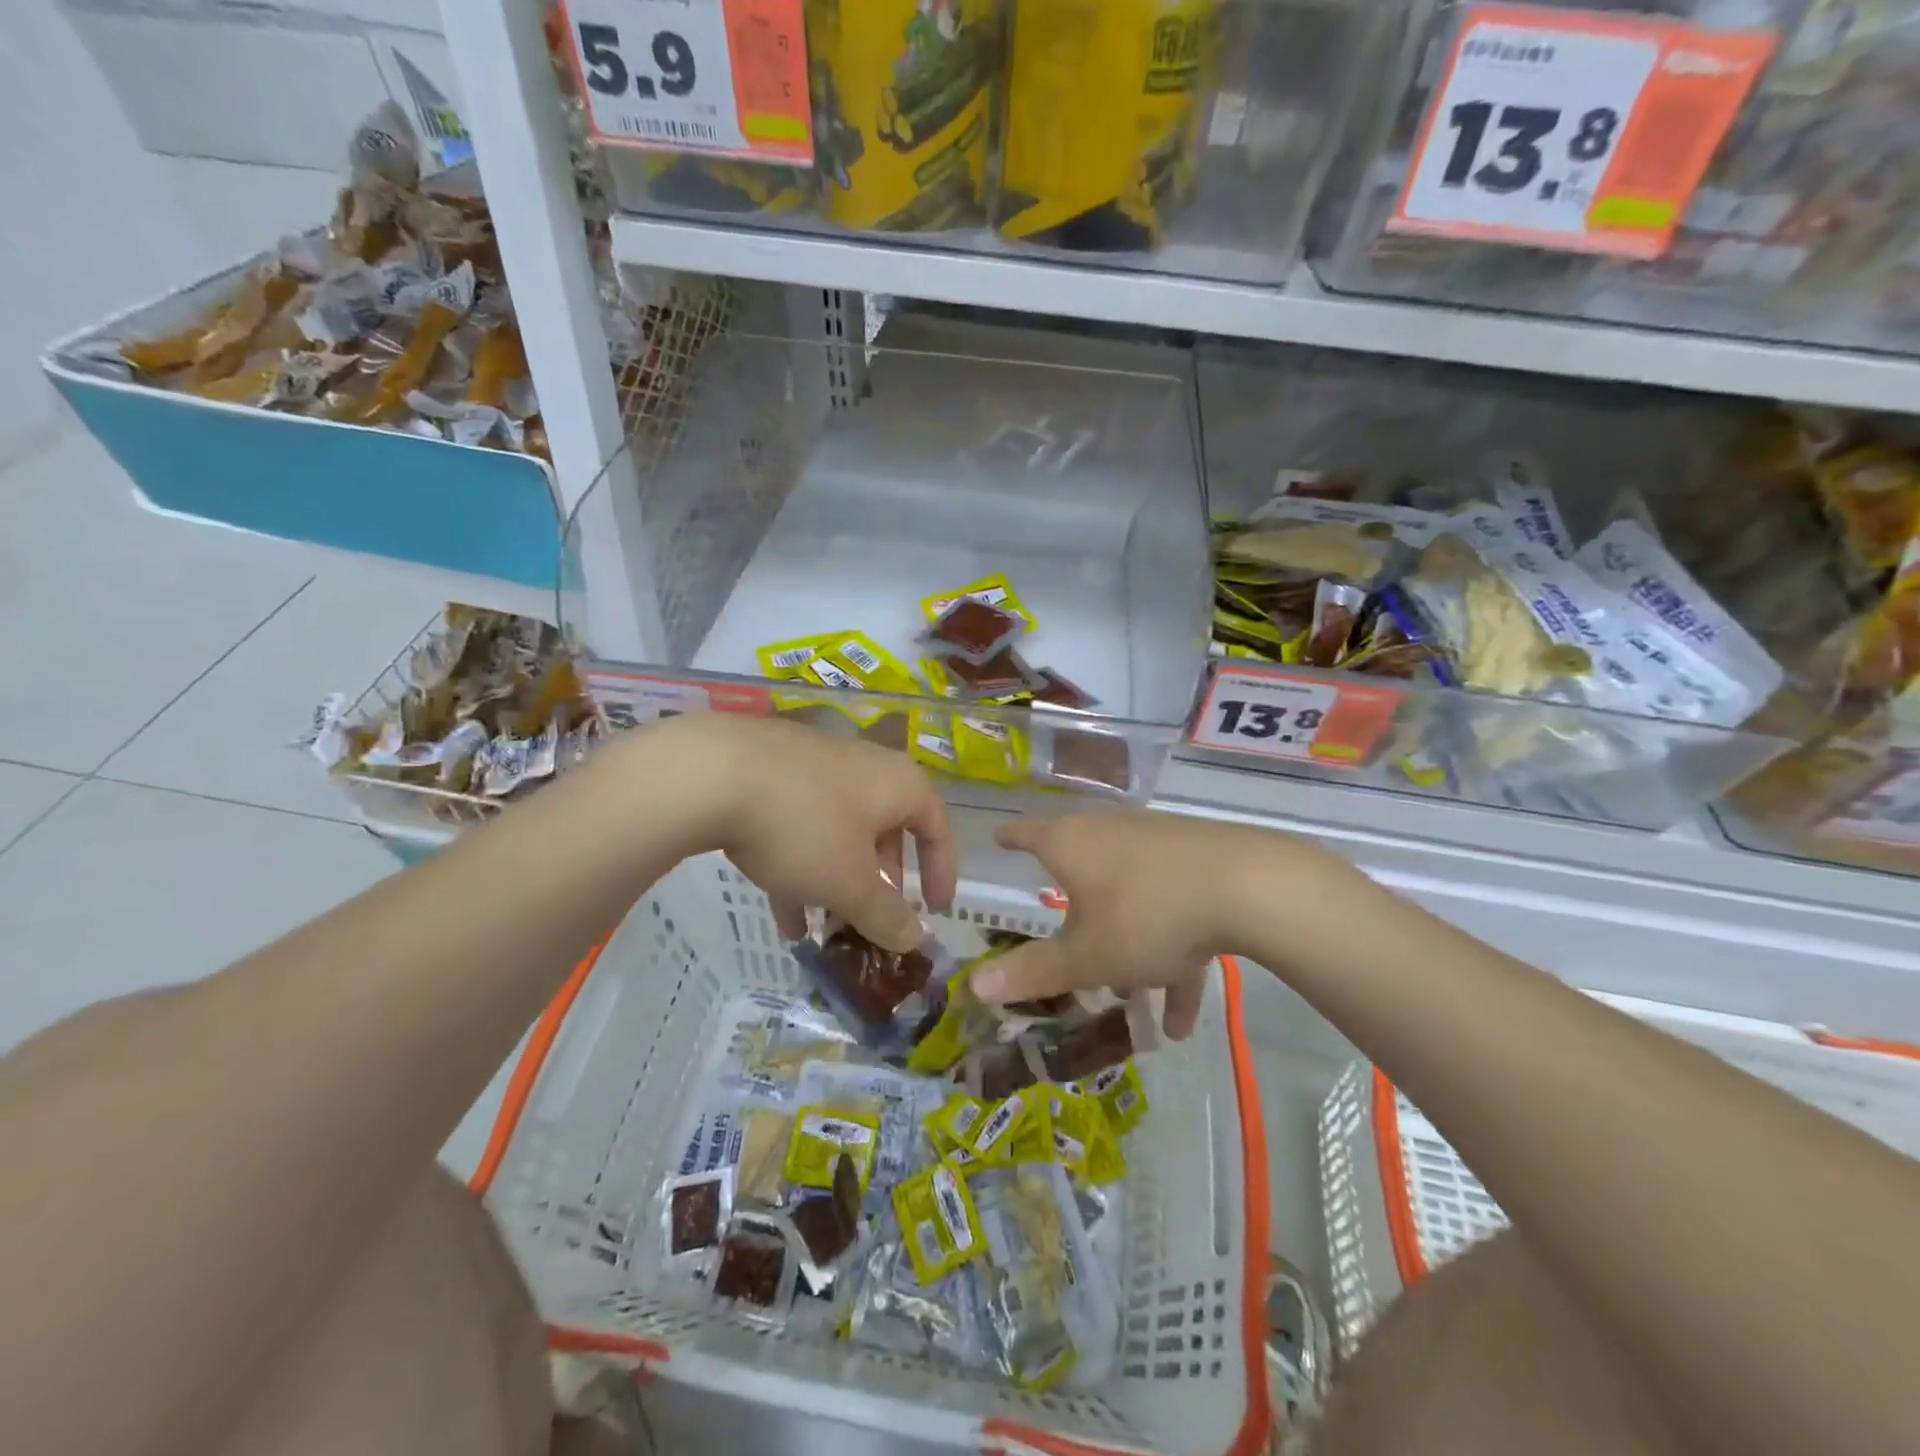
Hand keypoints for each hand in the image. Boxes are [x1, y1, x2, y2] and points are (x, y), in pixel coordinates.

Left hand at [651, 713, 956, 950]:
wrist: (712, 771)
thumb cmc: (804, 826)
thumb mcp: (850, 884)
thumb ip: (887, 916)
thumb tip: (917, 939)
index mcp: (899, 784)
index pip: (937, 829)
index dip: (942, 874)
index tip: (936, 912)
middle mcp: (864, 767)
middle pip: (886, 831)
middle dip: (880, 884)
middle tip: (874, 920)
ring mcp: (815, 766)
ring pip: (839, 833)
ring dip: (836, 883)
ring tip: (823, 931)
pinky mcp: (772, 772)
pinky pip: (800, 825)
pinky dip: (801, 867)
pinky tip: (782, 912)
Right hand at [970, 810, 1294, 1039]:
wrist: (1247, 887)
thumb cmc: (1145, 915)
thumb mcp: (1084, 956)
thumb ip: (1031, 972)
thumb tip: (973, 986)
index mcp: (1071, 844)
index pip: (1028, 833)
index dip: (1012, 838)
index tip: (1001, 838)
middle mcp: (1110, 834)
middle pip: (1082, 872)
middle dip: (1076, 919)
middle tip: (1068, 949)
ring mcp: (1158, 846)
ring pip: (1130, 902)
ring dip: (1129, 953)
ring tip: (1133, 1005)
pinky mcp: (1199, 864)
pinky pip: (1172, 913)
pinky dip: (1172, 958)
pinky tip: (1184, 1020)